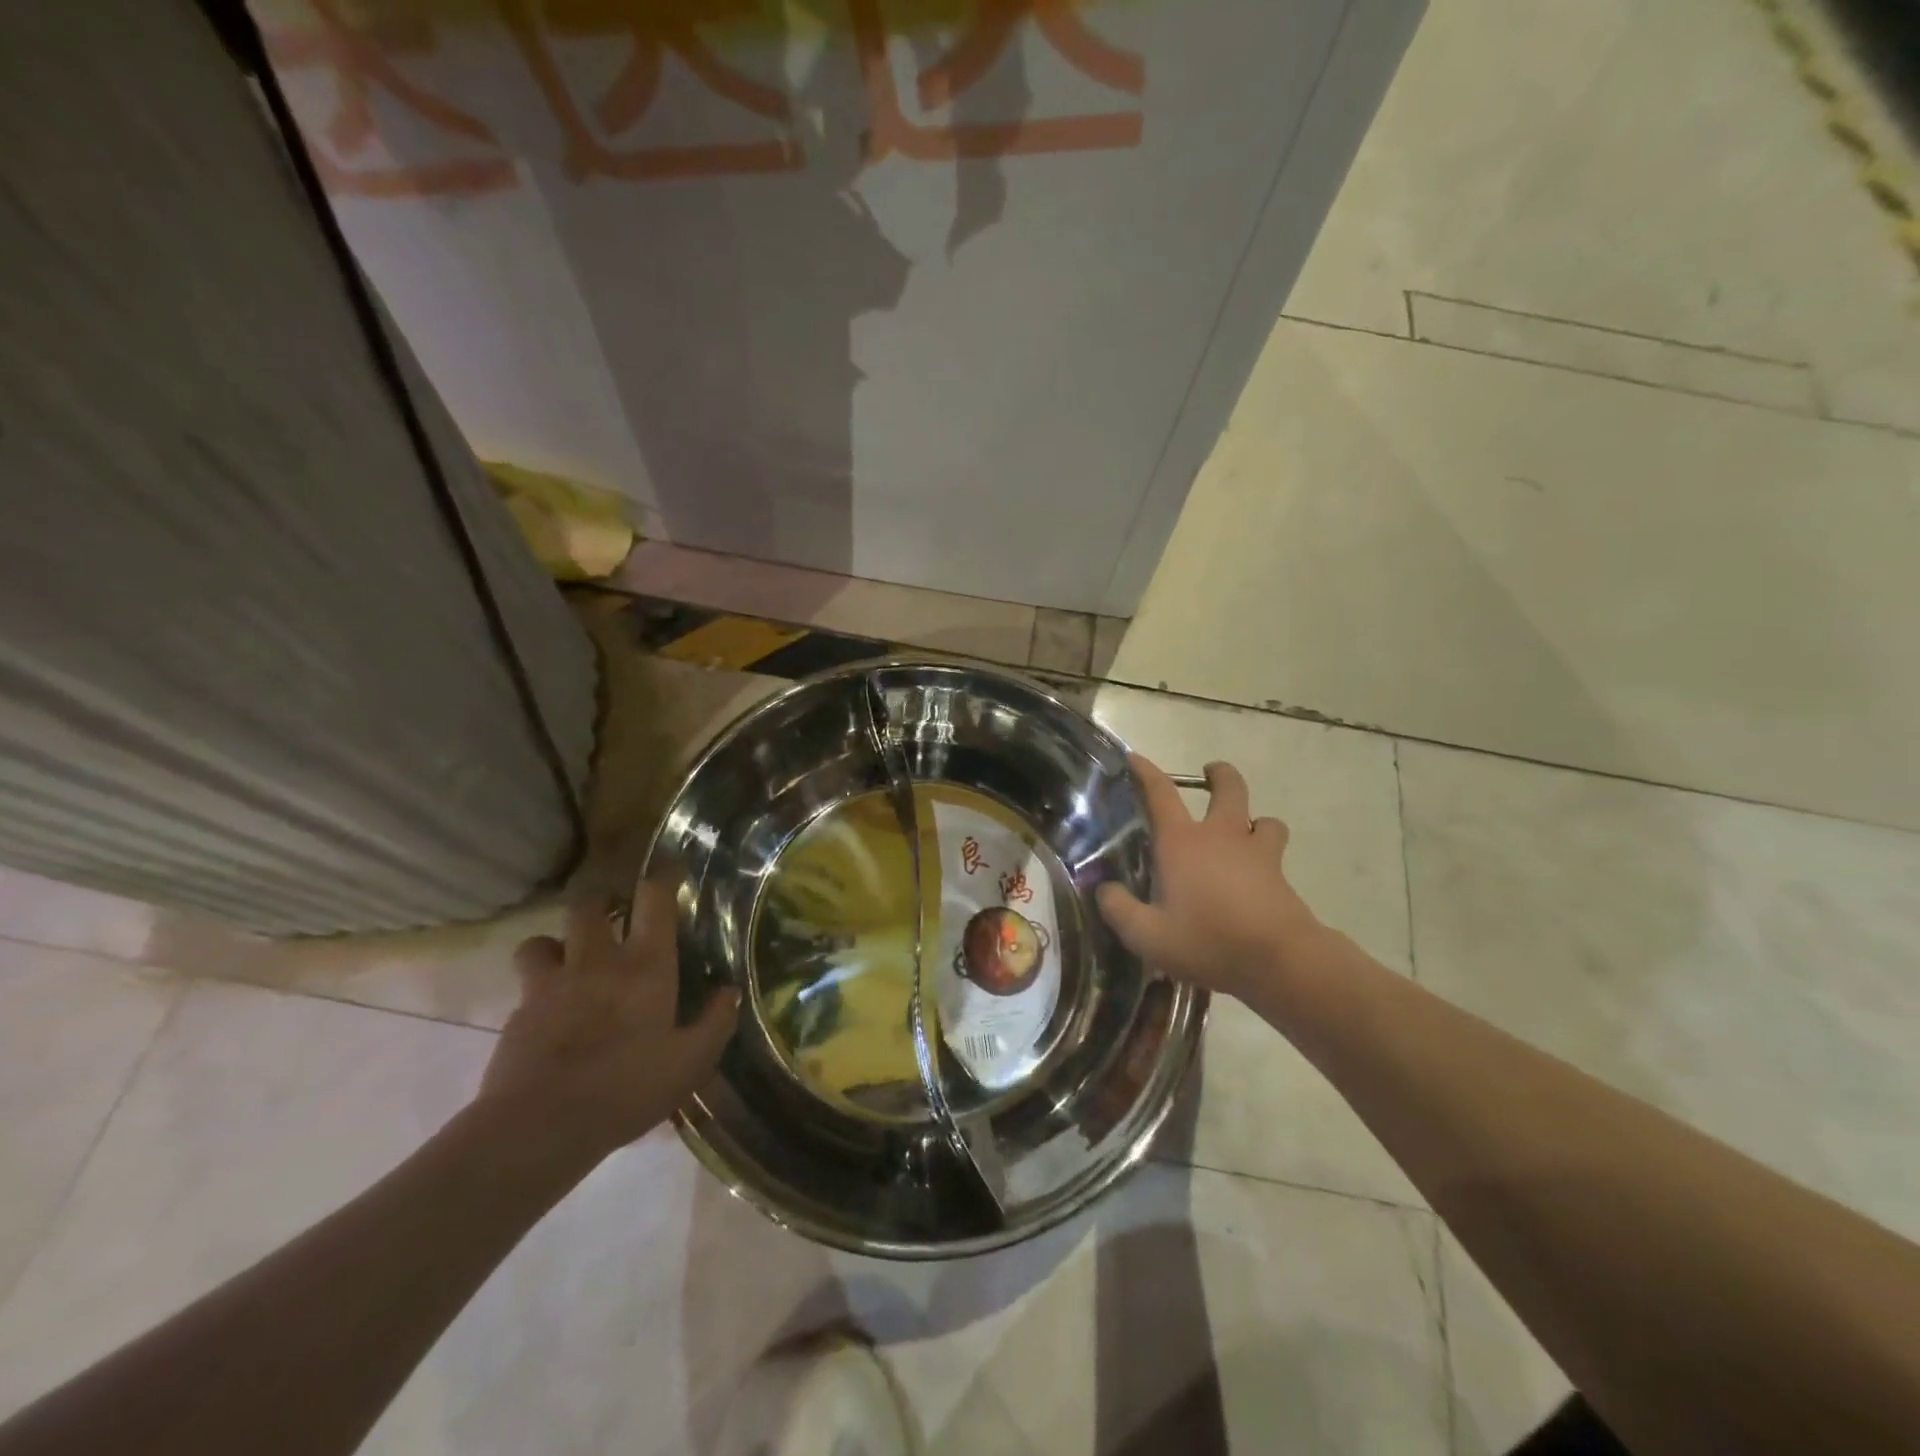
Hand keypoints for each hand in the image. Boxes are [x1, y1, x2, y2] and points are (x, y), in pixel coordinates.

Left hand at [478, 879, 738, 1159]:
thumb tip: (729, 991)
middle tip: (614, 917)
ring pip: (542, 939)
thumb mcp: (691, 1063)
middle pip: (588, 905)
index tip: (671, 873)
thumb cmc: (627, 1088)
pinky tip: (549, 1012)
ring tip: (569, 960)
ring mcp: (551, 984)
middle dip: (601, 902)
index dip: (663, 878)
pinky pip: (526, 985)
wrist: (540, 1126)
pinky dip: (537, 988)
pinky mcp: (518, 1013)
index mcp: (645, 965)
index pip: (653, 898)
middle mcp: (597, 960)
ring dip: (557, 943)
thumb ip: (715, 1022)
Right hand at [1097, 756, 1327, 1002]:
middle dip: (1220, 775)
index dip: (1145, 772)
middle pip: (1229, 787)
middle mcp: (1221, 836)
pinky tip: (1258, 876)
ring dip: (1253, 820)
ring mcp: (1257, 853)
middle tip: (1211, 775)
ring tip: (1243, 833)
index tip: (1134, 758)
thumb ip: (1119, 910)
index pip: (1160, 793)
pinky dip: (1266, 855)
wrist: (1279, 960)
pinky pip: (1275, 853)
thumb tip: (1104, 890)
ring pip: (1264, 819)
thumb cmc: (1208, 940)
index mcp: (1182, 842)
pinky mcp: (1281, 875)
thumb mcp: (1147, 936)